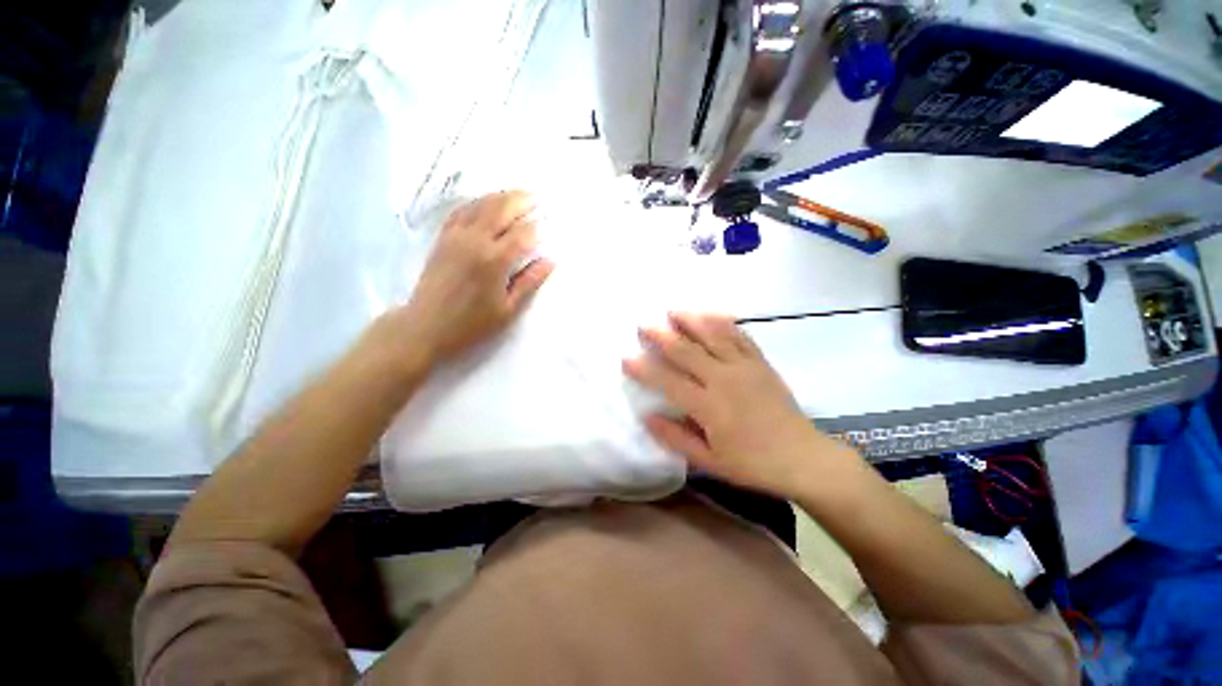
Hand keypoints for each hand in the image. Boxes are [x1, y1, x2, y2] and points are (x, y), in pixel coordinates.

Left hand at [394, 191, 553, 365]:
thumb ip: (529, 282)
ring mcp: (456, 236)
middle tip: (535, 198)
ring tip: (516, 195)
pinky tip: (485, 204)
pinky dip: (477, 203)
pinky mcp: (443, 238)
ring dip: (500, 196)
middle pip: (501, 208)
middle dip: (520, 200)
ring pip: (481, 205)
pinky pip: (461, 211)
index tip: (547, 225)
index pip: (523, 233)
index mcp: (495, 260)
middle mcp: (475, 241)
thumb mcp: (508, 309)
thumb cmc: (472, 323)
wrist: (426, 326)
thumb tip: (550, 261)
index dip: (537, 227)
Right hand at [623, 313, 858, 497]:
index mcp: (709, 406)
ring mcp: (745, 367)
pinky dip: (724, 323)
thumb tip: (647, 417)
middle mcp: (724, 380)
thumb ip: (676, 438)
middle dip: (662, 336)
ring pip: (713, 336)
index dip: (644, 369)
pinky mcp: (760, 363)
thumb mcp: (709, 461)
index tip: (626, 358)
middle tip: (644, 325)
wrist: (801, 457)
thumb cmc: (752, 464)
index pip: (668, 382)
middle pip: (687, 351)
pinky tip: (712, 314)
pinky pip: (740, 336)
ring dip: (691, 321)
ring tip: (673, 311)